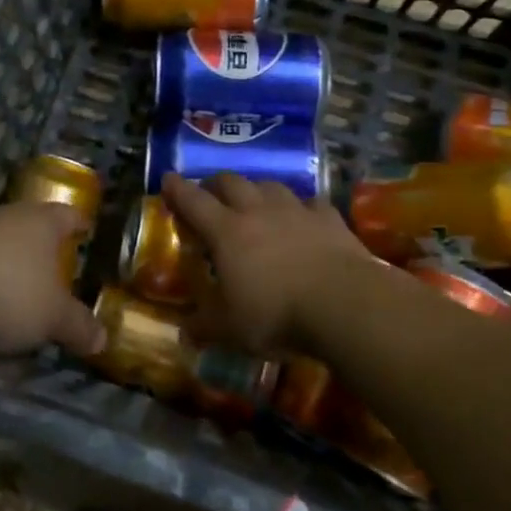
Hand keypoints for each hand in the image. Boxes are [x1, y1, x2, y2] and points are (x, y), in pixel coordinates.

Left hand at [0, 203, 104, 357]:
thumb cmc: (7, 293)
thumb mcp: (53, 318)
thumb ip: (79, 326)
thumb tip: (103, 340)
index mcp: (41, 222)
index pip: (68, 215)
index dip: (80, 223)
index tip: (86, 230)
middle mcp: (6, 217)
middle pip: (30, 225)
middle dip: (41, 245)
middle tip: (54, 266)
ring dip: (5, 261)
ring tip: (15, 289)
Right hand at [160, 172, 381, 353]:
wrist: (342, 302)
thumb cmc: (276, 314)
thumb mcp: (230, 329)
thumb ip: (204, 326)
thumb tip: (184, 332)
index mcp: (226, 232)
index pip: (193, 201)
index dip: (177, 189)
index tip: (167, 178)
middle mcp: (258, 210)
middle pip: (231, 182)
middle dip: (216, 184)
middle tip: (210, 194)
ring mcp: (295, 210)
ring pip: (269, 185)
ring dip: (257, 190)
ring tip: (255, 202)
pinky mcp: (328, 217)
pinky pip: (310, 202)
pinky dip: (301, 207)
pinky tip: (303, 217)